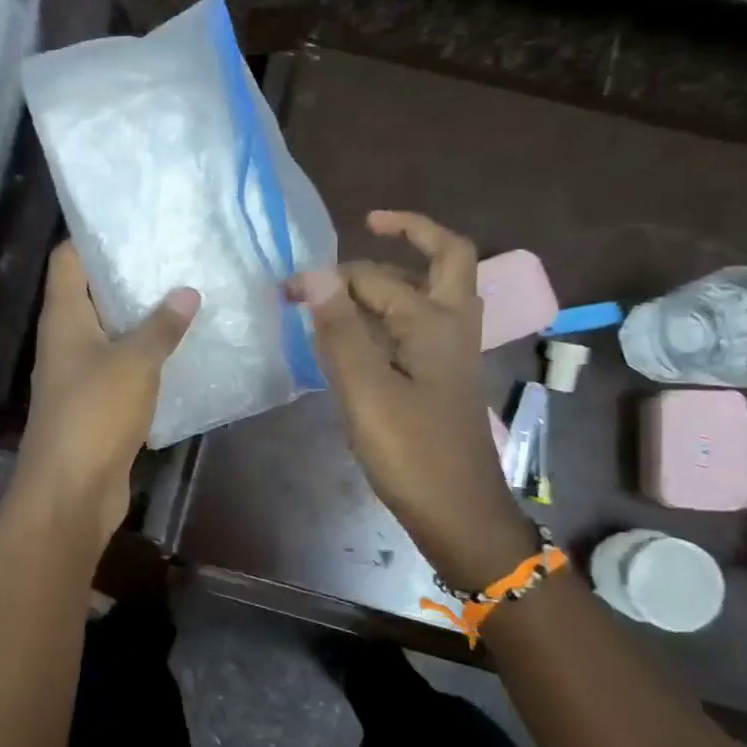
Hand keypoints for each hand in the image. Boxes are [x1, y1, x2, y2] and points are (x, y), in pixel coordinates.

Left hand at [16, 243, 199, 545]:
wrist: (71, 491)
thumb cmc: (94, 414)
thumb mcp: (134, 362)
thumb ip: (161, 326)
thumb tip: (187, 292)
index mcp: (63, 318)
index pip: (67, 260)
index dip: (93, 237)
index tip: (135, 223)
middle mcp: (66, 341)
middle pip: (92, 295)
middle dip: (130, 277)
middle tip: (176, 257)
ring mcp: (80, 375)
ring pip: (111, 334)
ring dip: (143, 319)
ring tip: (188, 296)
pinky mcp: (97, 405)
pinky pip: (123, 369)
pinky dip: (147, 358)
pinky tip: (182, 350)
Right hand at [289, 210, 534, 588]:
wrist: (457, 511)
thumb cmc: (411, 451)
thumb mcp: (366, 389)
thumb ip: (339, 329)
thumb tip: (313, 272)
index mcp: (435, 320)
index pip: (376, 277)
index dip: (331, 277)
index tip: (289, 287)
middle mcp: (451, 325)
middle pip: (439, 261)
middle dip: (402, 241)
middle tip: (361, 235)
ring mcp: (450, 352)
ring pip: (429, 294)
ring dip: (394, 279)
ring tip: (343, 286)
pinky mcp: (440, 377)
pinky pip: (418, 327)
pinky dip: (390, 315)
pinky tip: (357, 333)